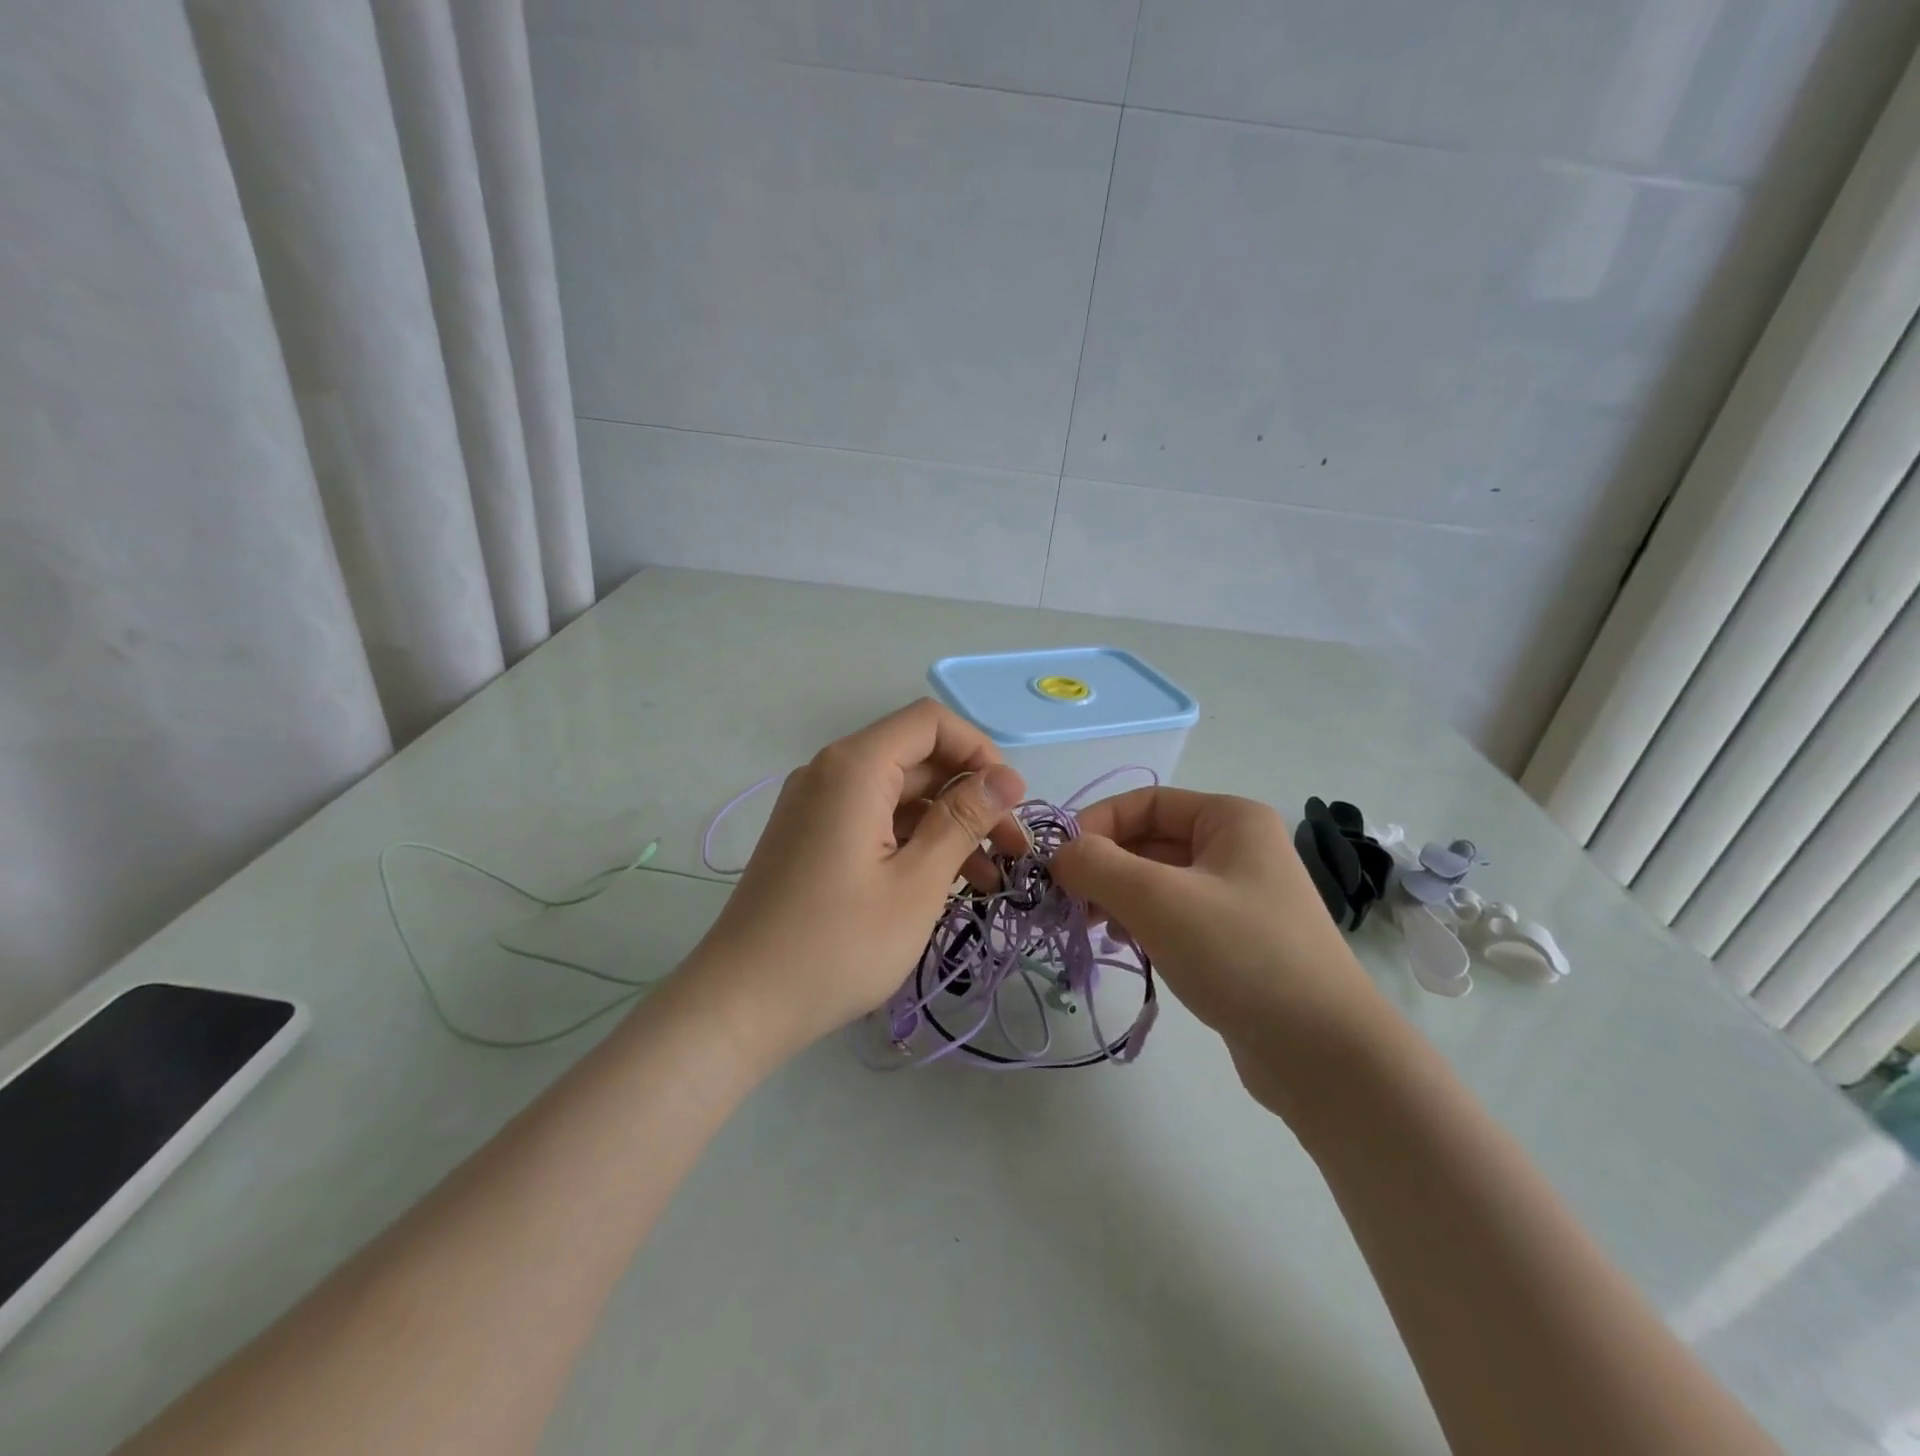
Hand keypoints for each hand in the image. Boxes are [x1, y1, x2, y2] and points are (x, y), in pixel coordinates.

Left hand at [684, 699, 1027, 1057]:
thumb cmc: (838, 944)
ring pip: (899, 794)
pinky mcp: (811, 838)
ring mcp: (817, 807)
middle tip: (1012, 849)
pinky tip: (946, 883)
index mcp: (854, 768)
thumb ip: (963, 820)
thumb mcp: (916, 883)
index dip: (979, 751)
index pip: (930, 722)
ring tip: (990, 878)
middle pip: (916, 758)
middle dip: (970, 795)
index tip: (1010, 802)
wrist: (740, 1004)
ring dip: (947, 824)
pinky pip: (874, 820)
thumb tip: (1006, 778)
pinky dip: (913, 841)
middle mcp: (831, 773)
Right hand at [1049, 788, 1388, 1114]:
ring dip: (1117, 897)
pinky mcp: (1234, 941)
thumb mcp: (1158, 899)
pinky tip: (1123, 945)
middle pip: (1148, 841)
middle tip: (1066, 903)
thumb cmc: (1240, 954)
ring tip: (1090, 928)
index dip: (1096, 825)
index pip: (1144, 802)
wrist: (1324, 1054)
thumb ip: (1097, 865)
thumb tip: (1059, 855)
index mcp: (1230, 819)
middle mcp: (1237, 848)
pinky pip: (1173, 916)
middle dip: (1103, 867)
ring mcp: (1238, 897)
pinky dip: (1140, 923)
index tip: (1057, 864)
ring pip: (1157, 881)